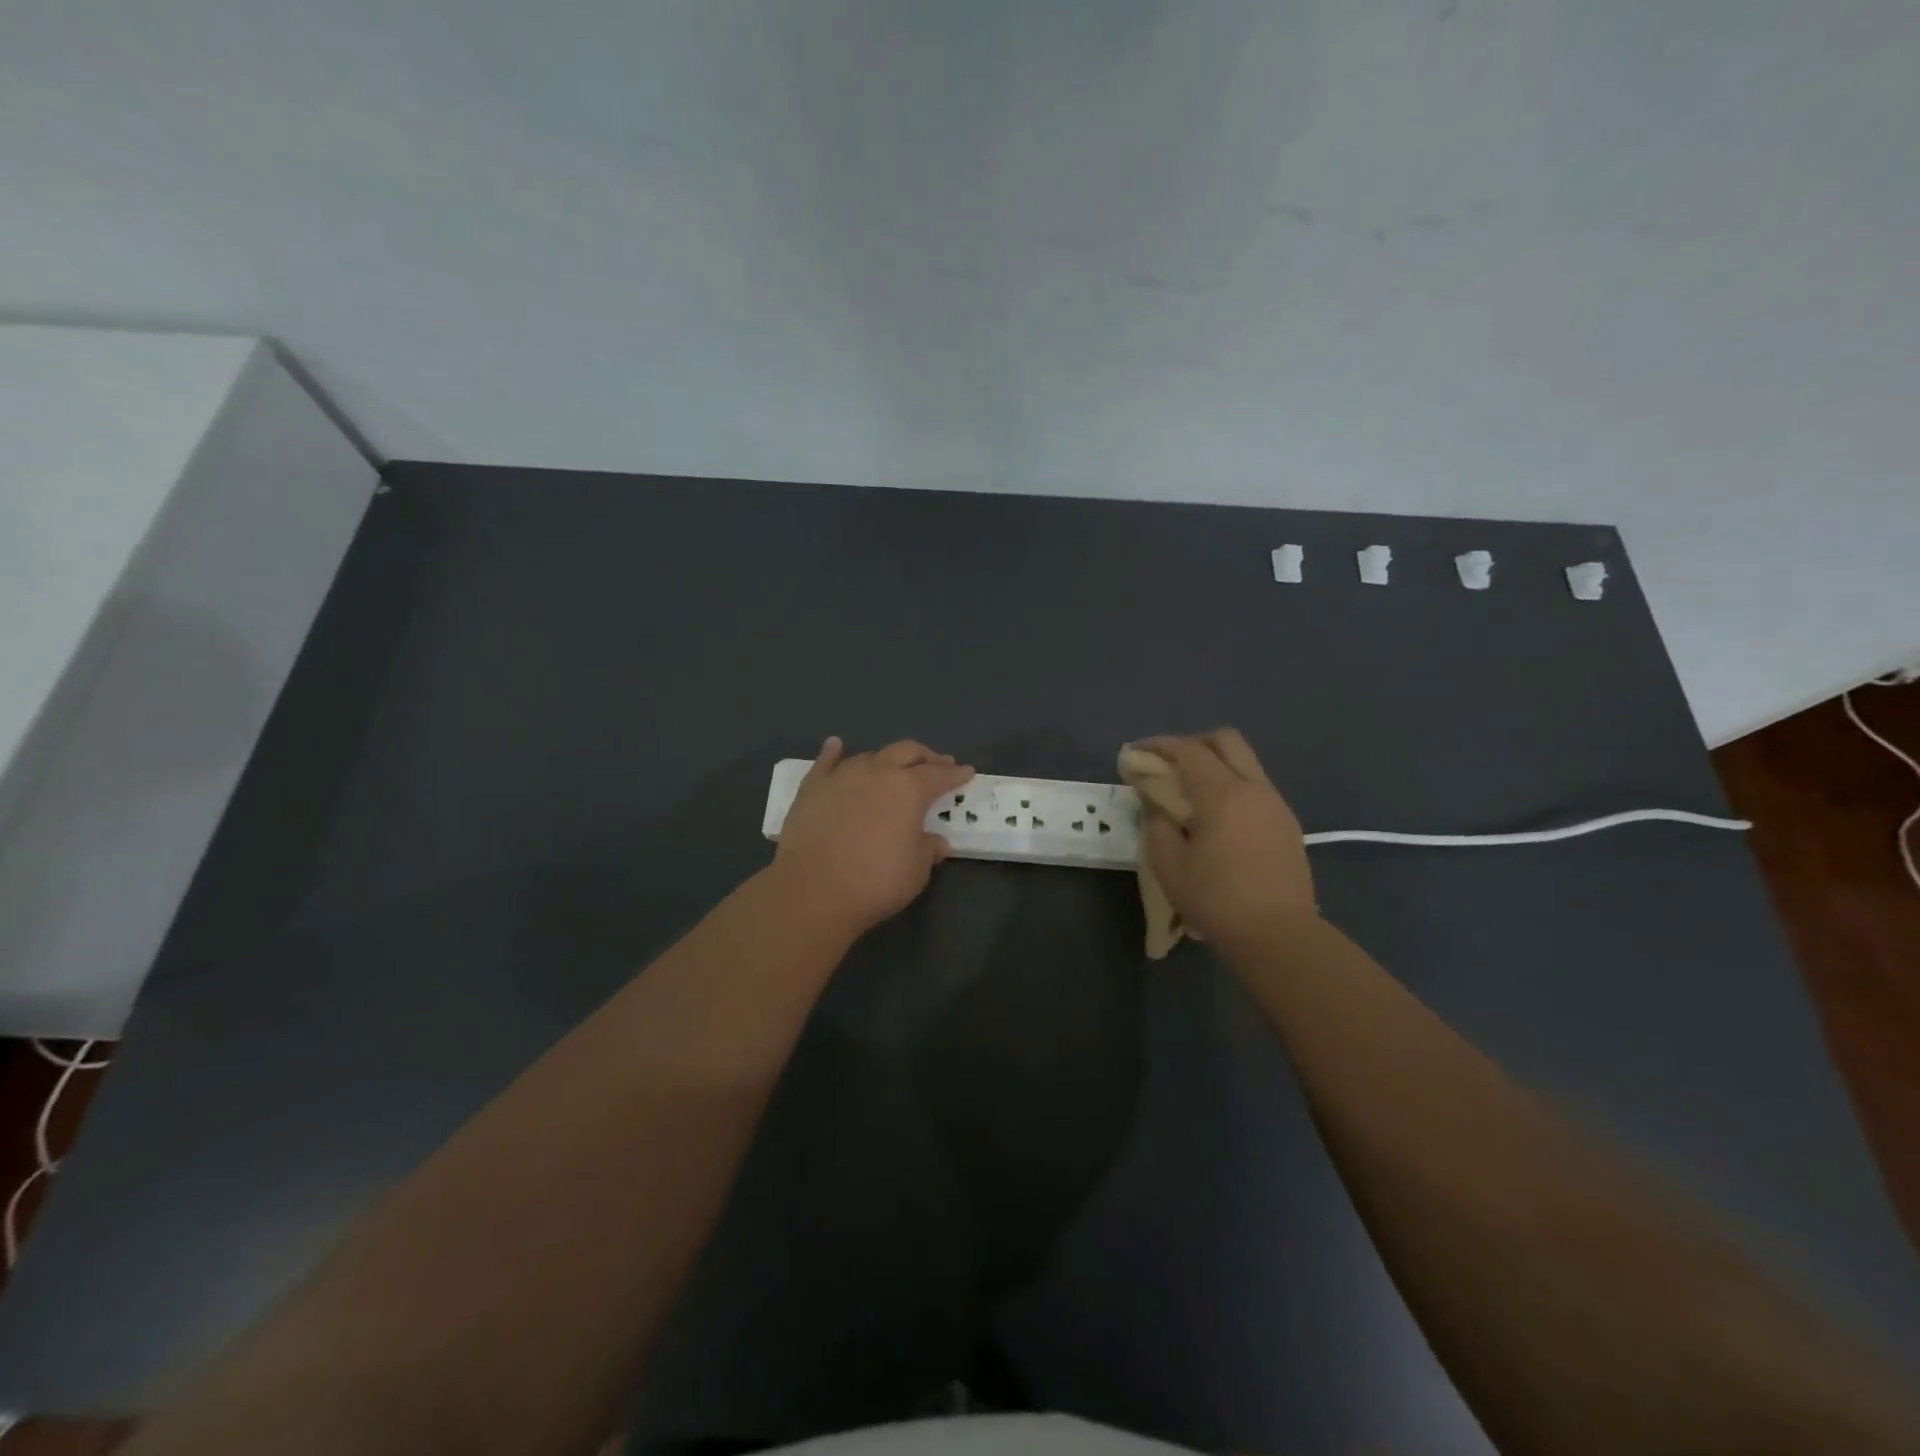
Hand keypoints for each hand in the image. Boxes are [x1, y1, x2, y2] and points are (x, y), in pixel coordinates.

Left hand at [772, 737, 973, 936]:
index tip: (967, 772)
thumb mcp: (916, 871)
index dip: (956, 774)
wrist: (812, 890)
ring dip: (887, 760)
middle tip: (937, 764)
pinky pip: (826, 762)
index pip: (939, 775)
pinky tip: (836, 745)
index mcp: (909, 789)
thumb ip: (928, 849)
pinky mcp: (812, 787)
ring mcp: (843, 775)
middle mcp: (878, 772)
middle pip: (907, 752)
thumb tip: (936, 842)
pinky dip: (834, 752)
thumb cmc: (875, 882)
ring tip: (893, 767)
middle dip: (926, 757)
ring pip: (871, 756)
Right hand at [1135, 729, 1316, 950]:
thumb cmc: (1216, 900)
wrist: (1278, 936)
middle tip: (1168, 765)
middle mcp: (1254, 789)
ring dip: (1215, 765)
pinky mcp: (1287, 825)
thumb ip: (1157, 824)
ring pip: (1245, 763)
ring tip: (1190, 793)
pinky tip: (1217, 818)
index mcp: (1222, 794)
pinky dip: (1232, 786)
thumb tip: (1157, 805)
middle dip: (1192, 743)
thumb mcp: (1168, 864)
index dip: (1159, 746)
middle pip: (1226, 740)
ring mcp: (1276, 805)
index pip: (1189, 750)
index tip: (1135, 753)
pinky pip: (1256, 788)